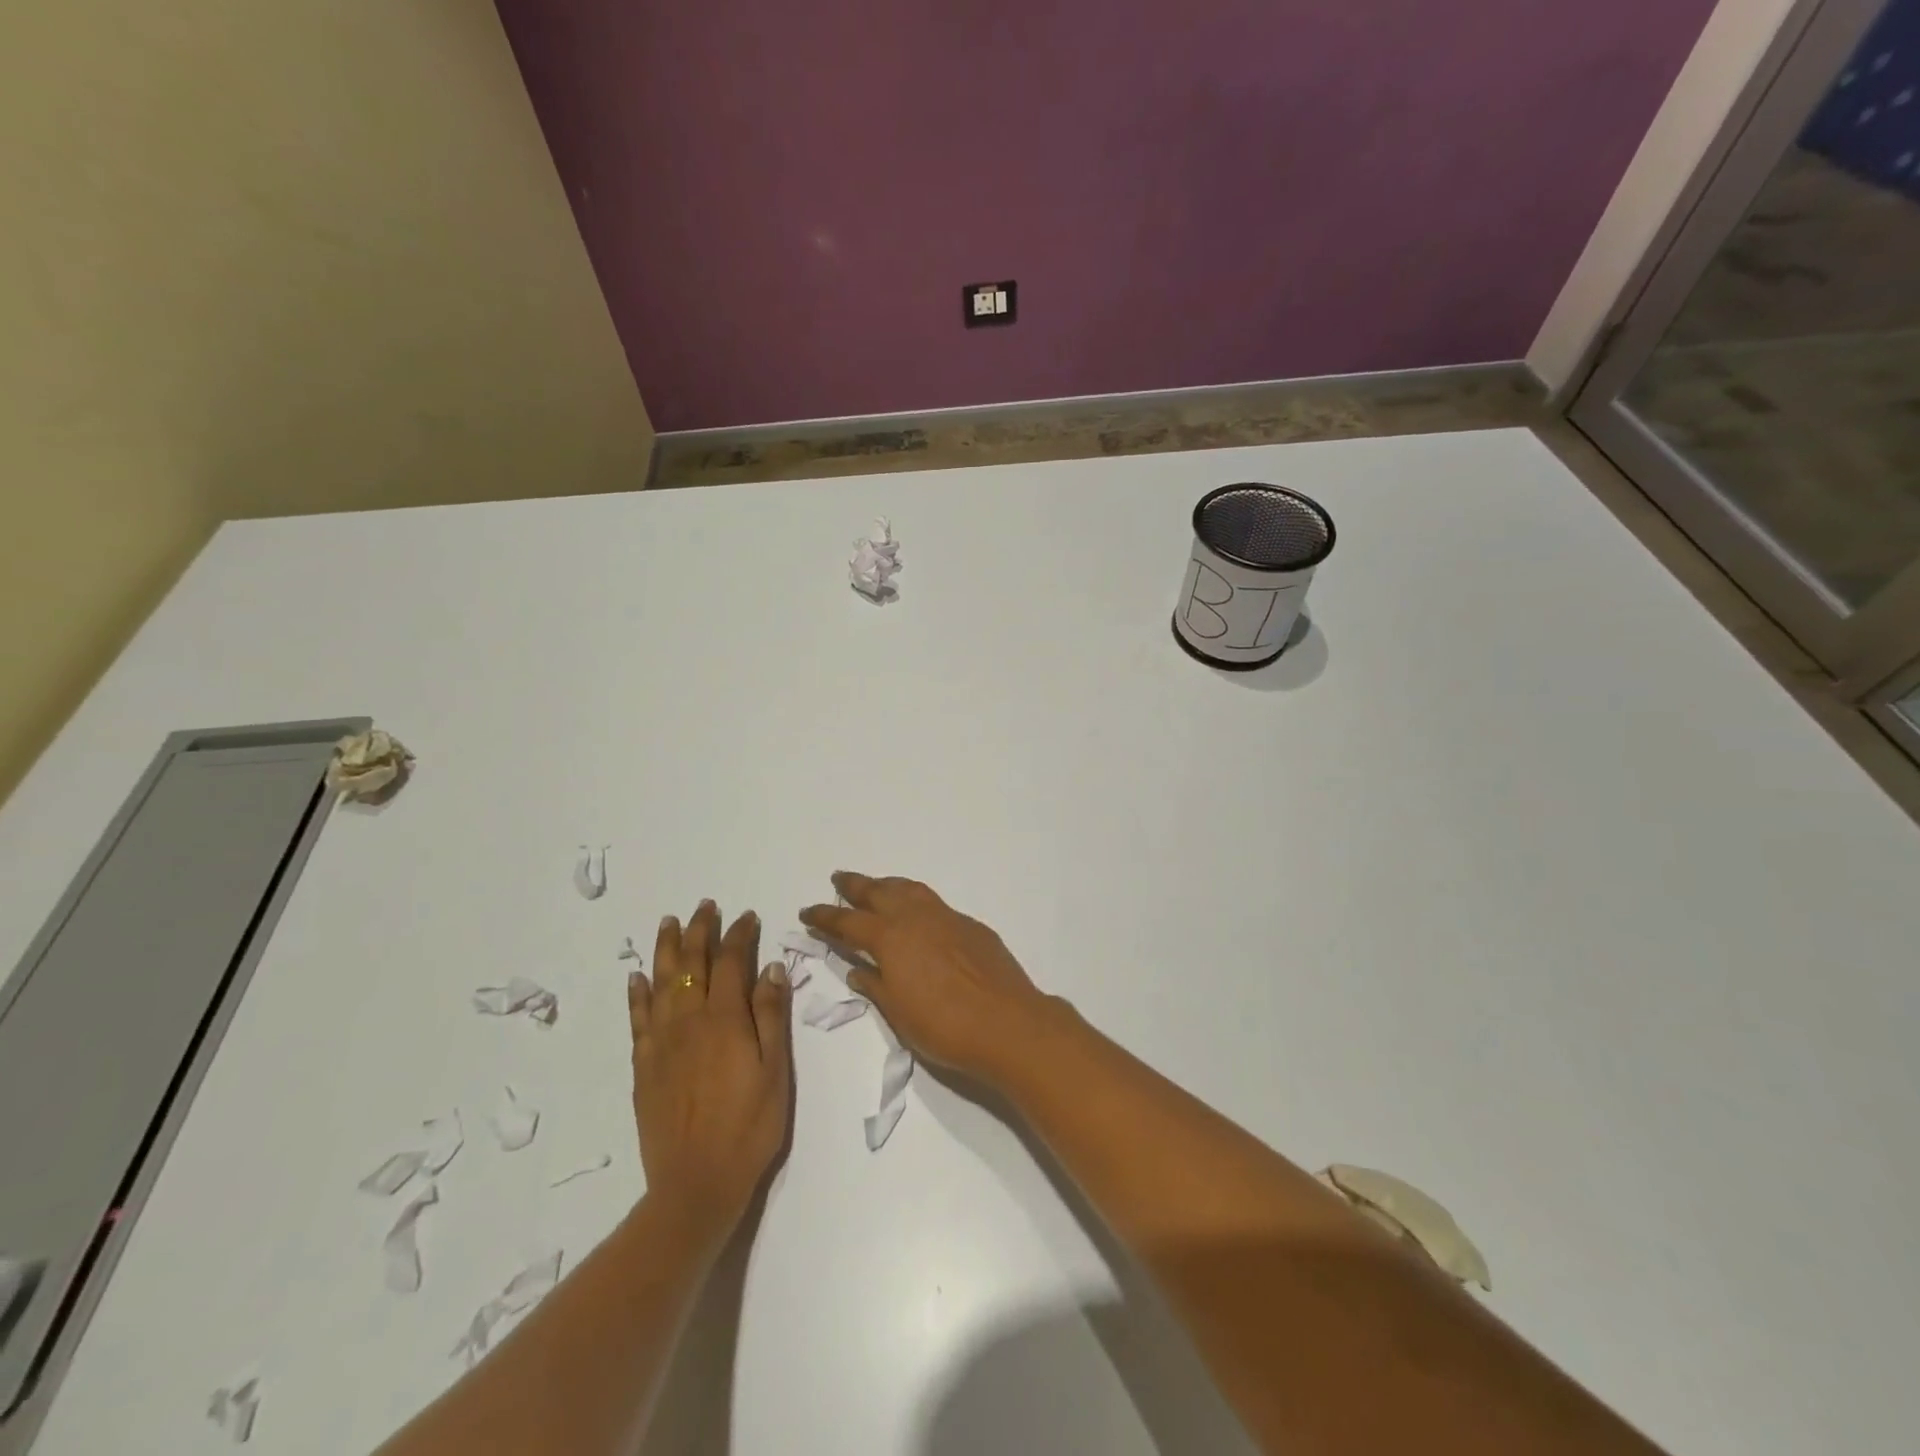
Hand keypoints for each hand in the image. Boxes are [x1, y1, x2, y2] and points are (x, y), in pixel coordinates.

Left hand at [630, 902, 791, 1229]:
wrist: (696, 1184)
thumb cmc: (749, 1127)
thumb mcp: (775, 1070)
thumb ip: (771, 1015)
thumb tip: (771, 967)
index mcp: (725, 1019)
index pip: (731, 962)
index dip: (739, 935)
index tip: (747, 917)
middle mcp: (689, 1021)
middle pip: (692, 963)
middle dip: (700, 931)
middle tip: (705, 906)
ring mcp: (662, 1042)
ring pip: (661, 982)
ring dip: (666, 949)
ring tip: (669, 923)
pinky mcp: (644, 1066)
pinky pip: (638, 1018)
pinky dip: (638, 993)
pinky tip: (637, 977)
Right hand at [800, 873, 1055, 1086]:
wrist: (1008, 1024)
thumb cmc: (945, 1027)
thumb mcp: (899, 1014)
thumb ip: (876, 986)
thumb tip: (858, 970)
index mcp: (891, 939)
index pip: (848, 922)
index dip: (825, 916)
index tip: (808, 911)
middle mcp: (916, 918)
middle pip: (879, 892)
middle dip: (856, 886)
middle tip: (839, 879)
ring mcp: (947, 917)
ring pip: (910, 890)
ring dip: (888, 885)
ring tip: (876, 886)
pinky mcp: (971, 925)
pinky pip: (935, 904)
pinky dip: (917, 901)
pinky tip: (919, 915)